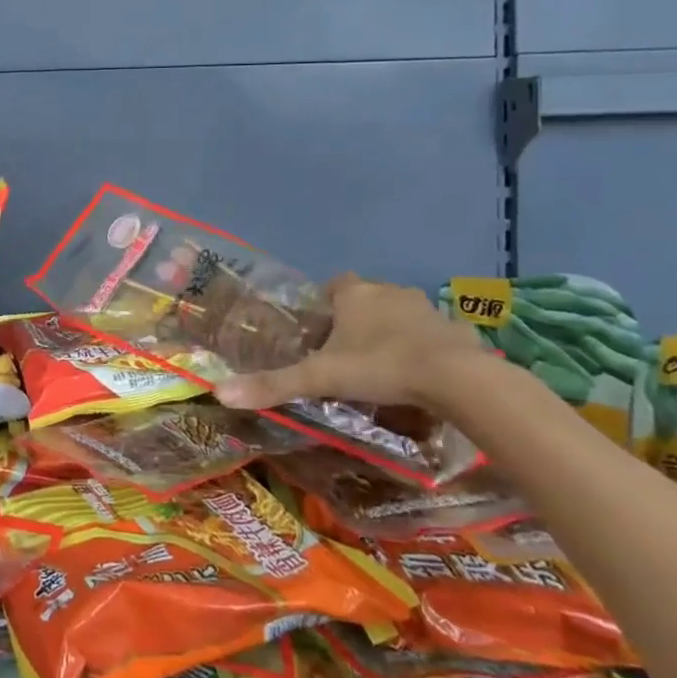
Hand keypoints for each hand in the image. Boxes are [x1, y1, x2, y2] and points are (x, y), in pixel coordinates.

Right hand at [217, 272, 488, 415]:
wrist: (454, 376)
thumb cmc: (379, 366)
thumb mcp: (320, 378)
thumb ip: (273, 384)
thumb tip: (219, 392)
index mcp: (354, 294)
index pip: (335, 285)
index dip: (328, 304)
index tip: (324, 331)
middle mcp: (388, 291)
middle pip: (368, 298)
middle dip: (360, 320)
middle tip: (350, 354)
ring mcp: (426, 307)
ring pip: (402, 314)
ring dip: (394, 332)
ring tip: (387, 367)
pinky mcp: (457, 328)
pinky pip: (437, 334)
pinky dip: (429, 348)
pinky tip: (426, 376)